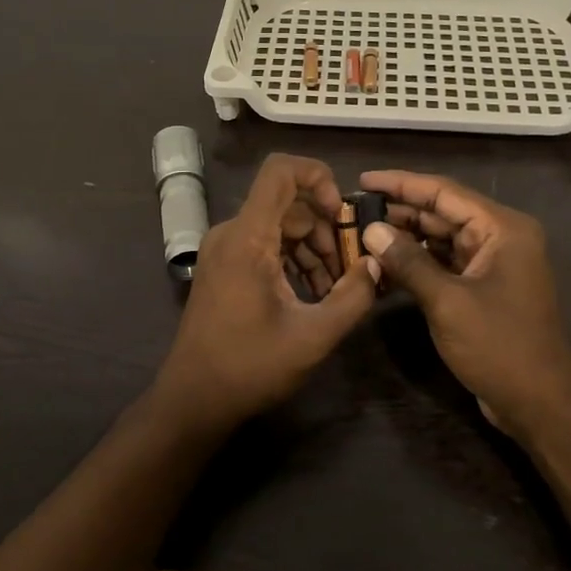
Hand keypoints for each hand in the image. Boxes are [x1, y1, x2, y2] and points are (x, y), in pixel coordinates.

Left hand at [154, 154, 379, 433]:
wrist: (193, 400)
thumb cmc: (250, 367)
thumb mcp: (313, 336)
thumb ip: (353, 296)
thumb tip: (377, 264)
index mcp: (248, 237)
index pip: (280, 170)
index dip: (318, 177)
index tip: (343, 214)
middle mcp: (231, 233)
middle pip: (288, 203)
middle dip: (326, 228)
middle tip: (351, 268)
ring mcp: (224, 250)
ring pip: (279, 225)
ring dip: (313, 247)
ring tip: (336, 288)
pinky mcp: (224, 268)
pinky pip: (265, 245)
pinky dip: (293, 259)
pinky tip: (312, 294)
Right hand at [359, 170, 570, 439]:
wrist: (539, 403)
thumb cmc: (499, 345)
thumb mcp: (447, 301)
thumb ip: (408, 261)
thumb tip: (371, 230)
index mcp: (502, 228)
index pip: (444, 191)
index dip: (402, 183)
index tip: (364, 179)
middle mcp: (500, 237)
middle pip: (442, 212)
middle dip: (400, 211)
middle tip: (355, 210)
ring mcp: (492, 263)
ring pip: (441, 239)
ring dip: (405, 238)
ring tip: (362, 234)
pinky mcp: (482, 287)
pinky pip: (444, 263)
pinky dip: (417, 263)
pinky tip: (384, 265)